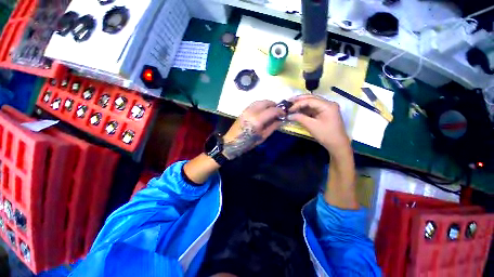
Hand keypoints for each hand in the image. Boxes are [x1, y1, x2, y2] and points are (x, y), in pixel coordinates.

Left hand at [222, 100, 284, 158]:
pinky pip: (254, 103)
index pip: (272, 110)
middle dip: (274, 105)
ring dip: (267, 104)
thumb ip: (273, 127)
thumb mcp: (263, 137)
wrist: (232, 142)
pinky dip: (261, 104)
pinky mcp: (243, 110)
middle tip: (278, 111)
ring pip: (259, 101)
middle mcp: (251, 112)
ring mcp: (246, 110)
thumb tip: (281, 120)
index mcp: (257, 120)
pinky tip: (263, 110)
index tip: (284, 114)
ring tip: (271, 110)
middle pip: (266, 102)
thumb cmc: (248, 142)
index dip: (280, 111)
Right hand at [289, 95, 357, 208]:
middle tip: (283, 107)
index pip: (308, 100)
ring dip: (298, 107)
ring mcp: (326, 111)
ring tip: (287, 110)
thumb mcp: (314, 128)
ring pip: (309, 105)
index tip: (284, 106)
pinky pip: (310, 111)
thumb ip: (302, 118)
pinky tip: (295, 114)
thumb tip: (290, 114)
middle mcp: (328, 106)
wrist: (341, 150)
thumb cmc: (330, 140)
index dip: (295, 102)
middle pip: (308, 101)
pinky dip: (302, 111)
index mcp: (328, 107)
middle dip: (295, 102)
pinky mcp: (323, 117)